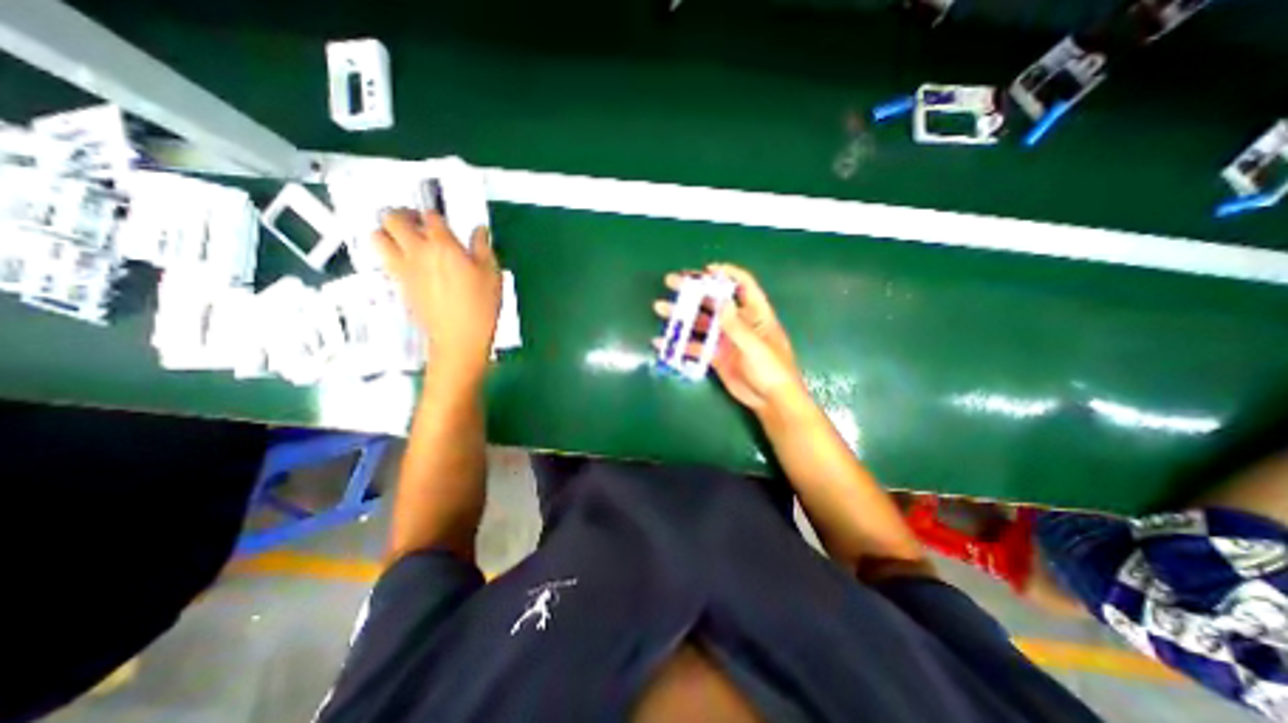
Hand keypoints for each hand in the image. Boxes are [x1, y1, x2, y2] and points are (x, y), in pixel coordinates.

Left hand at [376, 205, 500, 379]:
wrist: (459, 337)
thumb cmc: (481, 305)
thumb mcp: (492, 274)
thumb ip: (483, 247)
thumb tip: (479, 231)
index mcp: (443, 245)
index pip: (431, 216)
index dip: (435, 214)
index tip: (442, 220)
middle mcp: (417, 251)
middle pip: (392, 218)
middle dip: (402, 214)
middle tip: (416, 221)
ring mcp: (403, 268)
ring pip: (377, 237)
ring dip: (386, 231)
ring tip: (403, 238)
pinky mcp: (398, 284)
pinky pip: (384, 259)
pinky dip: (390, 253)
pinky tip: (408, 262)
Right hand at [656, 262, 802, 412]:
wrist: (770, 400)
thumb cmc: (772, 369)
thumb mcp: (755, 346)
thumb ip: (737, 325)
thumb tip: (721, 301)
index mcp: (755, 314)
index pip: (743, 285)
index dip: (727, 274)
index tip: (706, 270)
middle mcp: (738, 322)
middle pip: (714, 300)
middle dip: (694, 290)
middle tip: (672, 282)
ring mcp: (725, 339)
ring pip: (701, 322)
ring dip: (682, 315)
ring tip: (661, 308)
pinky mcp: (716, 355)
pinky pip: (696, 346)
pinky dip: (681, 344)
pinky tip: (663, 342)